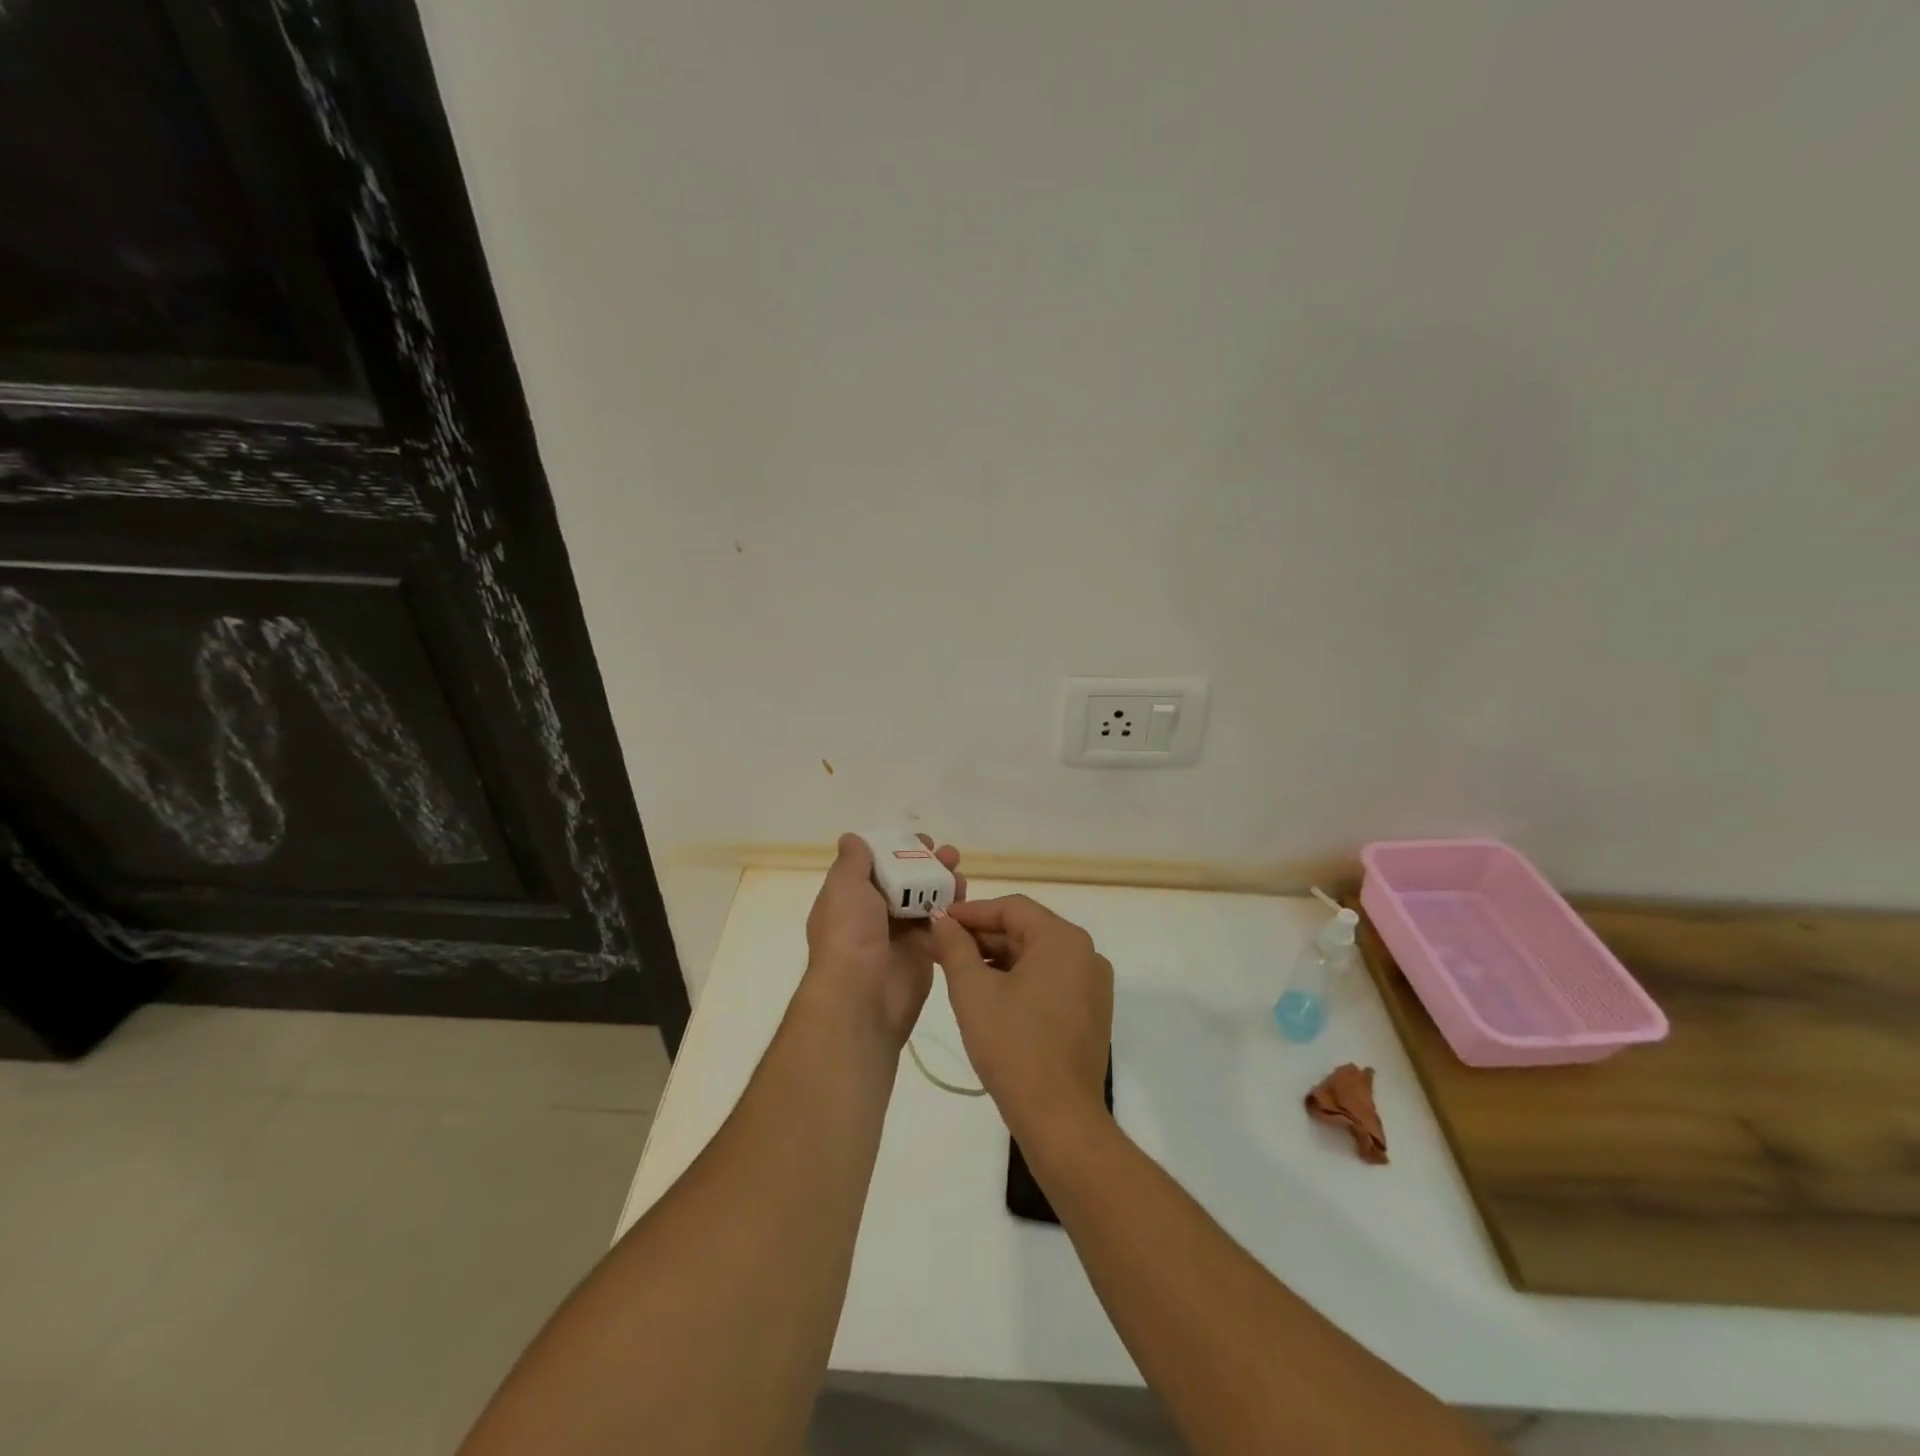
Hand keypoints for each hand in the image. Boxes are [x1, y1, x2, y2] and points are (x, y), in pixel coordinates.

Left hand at [803, 833, 963, 1047]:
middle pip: (905, 881)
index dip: (897, 849)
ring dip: (943, 883)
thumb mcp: (844, 886)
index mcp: (850, 899)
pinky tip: (964, 896)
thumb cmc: (849, 934)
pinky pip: (941, 925)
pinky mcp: (923, 953)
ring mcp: (900, 935)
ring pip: (926, 900)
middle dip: (927, 864)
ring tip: (959, 871)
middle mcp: (874, 915)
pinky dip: (953, 909)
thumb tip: (852, 839)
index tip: (921, 841)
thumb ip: (853, 861)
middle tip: (949, 854)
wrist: (862, 996)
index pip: (876, 866)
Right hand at [928, 895, 1112, 1136]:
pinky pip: (1049, 980)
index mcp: (1063, 939)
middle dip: (982, 937)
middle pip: (1026, 930)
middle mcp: (1086, 954)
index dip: (971, 912)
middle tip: (941, 948)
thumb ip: (955, 947)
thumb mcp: (973, 991)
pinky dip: (1018, 980)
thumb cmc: (1013, 1046)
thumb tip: (942, 920)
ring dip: (997, 959)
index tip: (938, 921)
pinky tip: (987, 995)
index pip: (1012, 908)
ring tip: (957, 971)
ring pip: (1036, 957)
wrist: (1059, 1118)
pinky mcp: (1090, 1012)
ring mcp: (1092, 985)